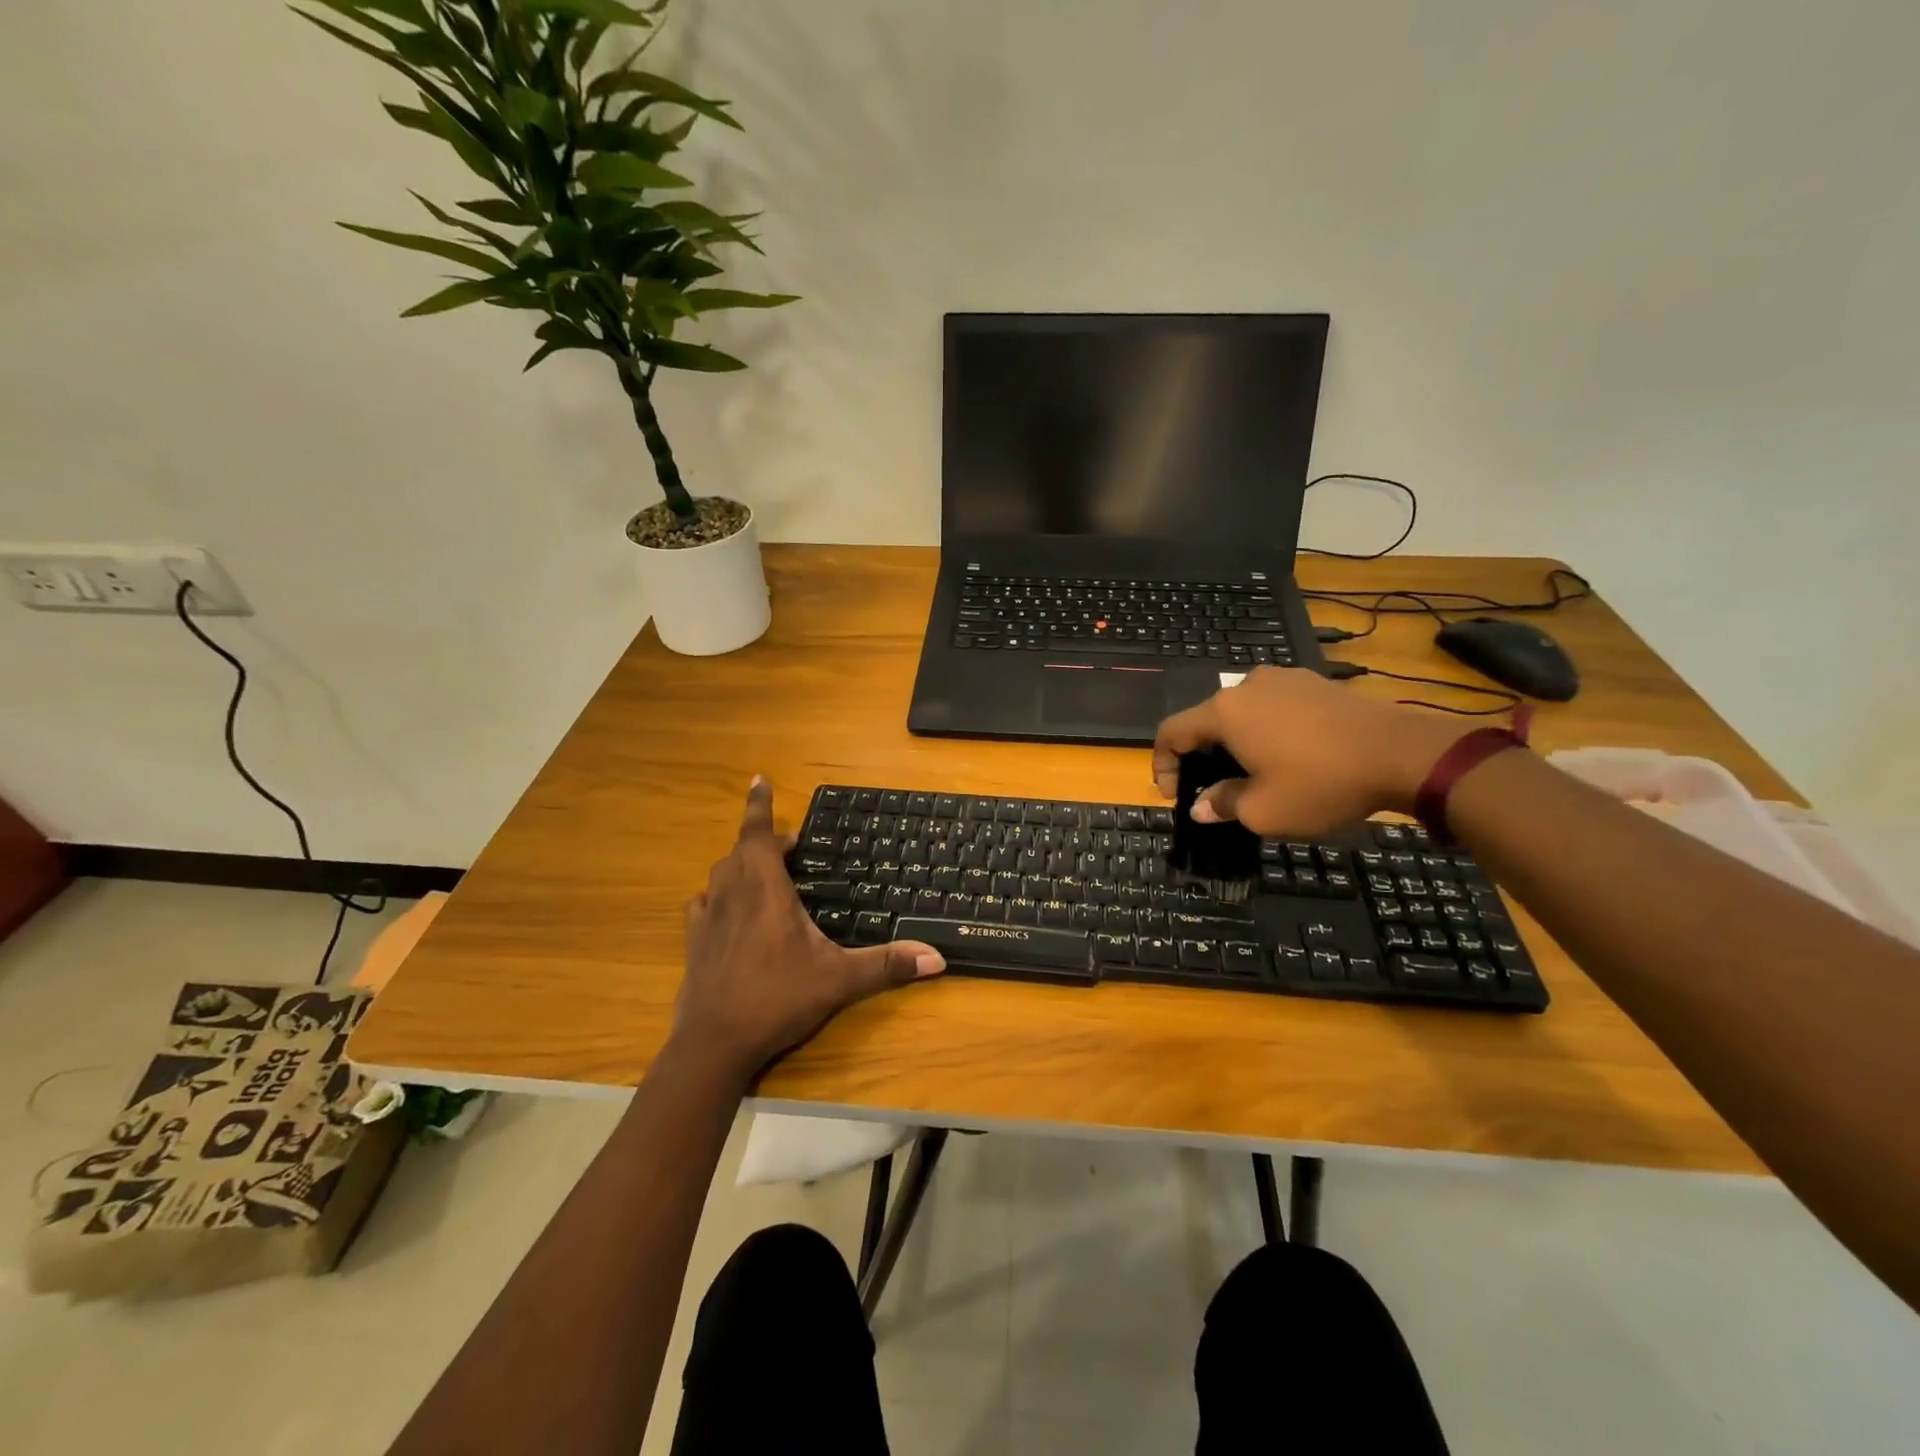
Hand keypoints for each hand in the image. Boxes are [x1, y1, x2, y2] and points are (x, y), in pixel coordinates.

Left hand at [673, 777, 944, 1079]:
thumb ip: (887, 964)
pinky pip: (702, 903)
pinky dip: (717, 895)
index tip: (758, 778)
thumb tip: (938, 957)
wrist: (714, 1044)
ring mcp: (708, 918)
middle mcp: (733, 894)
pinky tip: (726, 910)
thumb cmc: (777, 999)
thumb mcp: (839, 980)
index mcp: (765, 890)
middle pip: (741, 851)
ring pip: (720, 874)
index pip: (758, 834)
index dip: (759, 805)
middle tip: (788, 847)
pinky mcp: (693, 943)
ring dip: (739, 865)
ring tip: (761, 873)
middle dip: (762, 841)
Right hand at [1152, 667, 1467, 836]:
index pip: (1171, 732)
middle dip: (1202, 757)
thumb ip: (1222, 804)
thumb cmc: (1321, 783)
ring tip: (1254, 774)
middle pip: (1206, 720)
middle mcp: (1247, 685)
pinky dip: (1267, 731)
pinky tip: (1289, 757)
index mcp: (1224, 712)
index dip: (1163, 764)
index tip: (1175, 795)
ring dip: (1236, 743)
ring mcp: (1284, 679)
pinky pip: (1274, 707)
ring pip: (1242, 713)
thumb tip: (1201, 806)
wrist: (1403, 753)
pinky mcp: (1314, 682)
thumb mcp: (1263, 811)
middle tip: (1214, 790)